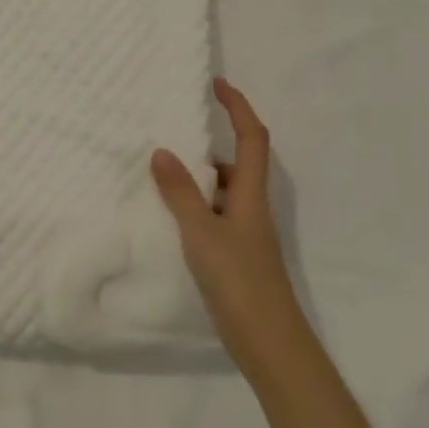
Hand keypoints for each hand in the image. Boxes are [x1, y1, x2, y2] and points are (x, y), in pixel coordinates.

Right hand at [152, 78, 305, 377]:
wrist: (269, 342)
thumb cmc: (239, 281)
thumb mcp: (202, 233)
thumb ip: (181, 193)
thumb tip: (162, 150)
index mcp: (251, 195)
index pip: (252, 138)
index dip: (238, 107)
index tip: (217, 84)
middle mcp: (252, 207)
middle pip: (237, 163)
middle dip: (209, 143)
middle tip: (170, 134)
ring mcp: (245, 233)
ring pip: (223, 191)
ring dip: (198, 176)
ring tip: (159, 172)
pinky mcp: (236, 254)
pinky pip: (214, 213)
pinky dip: (194, 204)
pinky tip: (169, 215)